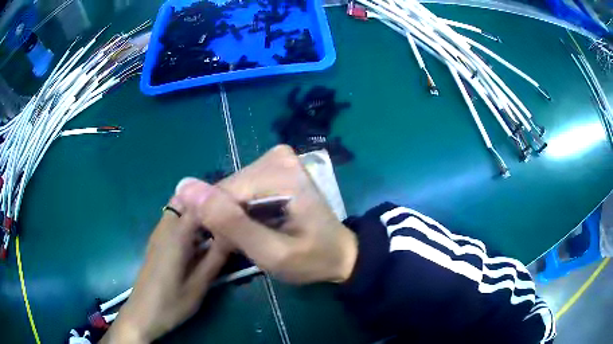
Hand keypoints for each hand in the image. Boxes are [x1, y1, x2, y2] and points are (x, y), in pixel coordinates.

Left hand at [101, 201, 230, 343]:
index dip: (218, 200)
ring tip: (219, 230)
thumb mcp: (198, 286)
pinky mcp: (157, 243)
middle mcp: (164, 228)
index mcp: (175, 236)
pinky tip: (202, 243)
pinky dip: (189, 224)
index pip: (198, 203)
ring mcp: (158, 235)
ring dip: (198, 214)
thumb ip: (215, 258)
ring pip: (178, 210)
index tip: (237, 207)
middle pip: (184, 199)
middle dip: (206, 203)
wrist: (141, 314)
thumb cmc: (170, 304)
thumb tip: (234, 234)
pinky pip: (174, 222)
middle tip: (227, 219)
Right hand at [174, 145, 357, 283]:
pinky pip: (241, 189)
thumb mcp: (271, 252)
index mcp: (279, 172)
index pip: (223, 193)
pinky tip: (256, 224)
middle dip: (228, 220)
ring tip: (253, 236)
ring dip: (234, 216)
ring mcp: (276, 158)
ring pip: (231, 190)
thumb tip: (184, 186)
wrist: (340, 253)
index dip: (218, 224)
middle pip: (227, 190)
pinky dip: (242, 210)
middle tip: (246, 244)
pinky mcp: (274, 166)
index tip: (232, 247)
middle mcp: (276, 156)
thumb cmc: (312, 259)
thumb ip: (230, 222)